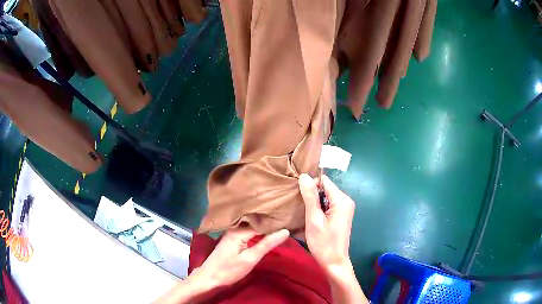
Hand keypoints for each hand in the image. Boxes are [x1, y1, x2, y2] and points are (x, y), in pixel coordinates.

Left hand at [192, 227, 289, 287]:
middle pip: (255, 222)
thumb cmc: (229, 270)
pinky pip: (247, 231)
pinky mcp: (231, 239)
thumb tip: (285, 231)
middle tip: (287, 221)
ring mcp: (231, 233)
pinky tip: (265, 234)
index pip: (261, 222)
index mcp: (238, 230)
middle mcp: (234, 228)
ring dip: (263, 227)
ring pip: (251, 226)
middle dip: (270, 222)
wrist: (209, 278)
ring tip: (280, 225)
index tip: (289, 220)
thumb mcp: (250, 259)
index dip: (275, 222)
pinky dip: (256, 232)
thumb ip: (267, 244)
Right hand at [298, 173, 354, 271]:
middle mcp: (345, 201)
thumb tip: (304, 176)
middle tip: (298, 204)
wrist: (334, 263)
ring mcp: (344, 208)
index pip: (324, 181)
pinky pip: (327, 205)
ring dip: (313, 202)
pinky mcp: (340, 215)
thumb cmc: (324, 244)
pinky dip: (318, 209)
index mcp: (341, 200)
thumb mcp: (314, 220)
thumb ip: (310, 197)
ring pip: (324, 197)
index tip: (297, 194)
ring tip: (302, 211)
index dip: (310, 185)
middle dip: (311, 194)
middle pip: (324, 188)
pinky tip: (310, 217)